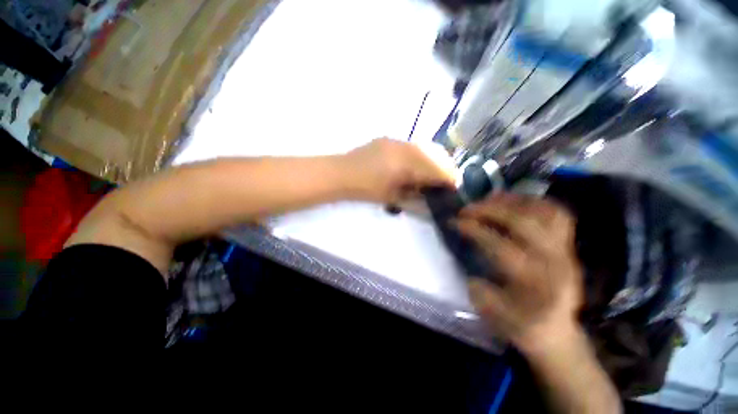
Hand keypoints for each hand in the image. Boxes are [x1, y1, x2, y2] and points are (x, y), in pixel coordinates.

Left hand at [339, 138, 454, 203]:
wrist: (341, 173)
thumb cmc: (365, 189)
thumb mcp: (391, 197)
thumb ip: (414, 195)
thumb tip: (429, 195)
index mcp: (405, 164)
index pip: (436, 169)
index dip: (449, 178)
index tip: (455, 186)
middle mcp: (404, 147)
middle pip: (435, 153)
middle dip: (445, 167)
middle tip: (446, 180)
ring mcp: (396, 141)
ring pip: (424, 147)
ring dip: (433, 160)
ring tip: (431, 173)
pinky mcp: (389, 139)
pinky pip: (412, 145)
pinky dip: (420, 155)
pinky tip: (414, 165)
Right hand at [455, 193, 583, 354]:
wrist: (557, 330)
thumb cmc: (524, 326)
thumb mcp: (498, 318)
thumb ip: (483, 294)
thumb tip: (472, 271)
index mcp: (536, 283)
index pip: (503, 247)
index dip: (476, 230)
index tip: (455, 221)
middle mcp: (555, 262)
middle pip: (525, 223)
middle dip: (491, 210)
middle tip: (467, 208)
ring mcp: (566, 250)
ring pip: (545, 212)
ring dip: (513, 201)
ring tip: (488, 199)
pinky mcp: (568, 245)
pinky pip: (558, 213)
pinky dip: (534, 202)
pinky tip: (514, 202)